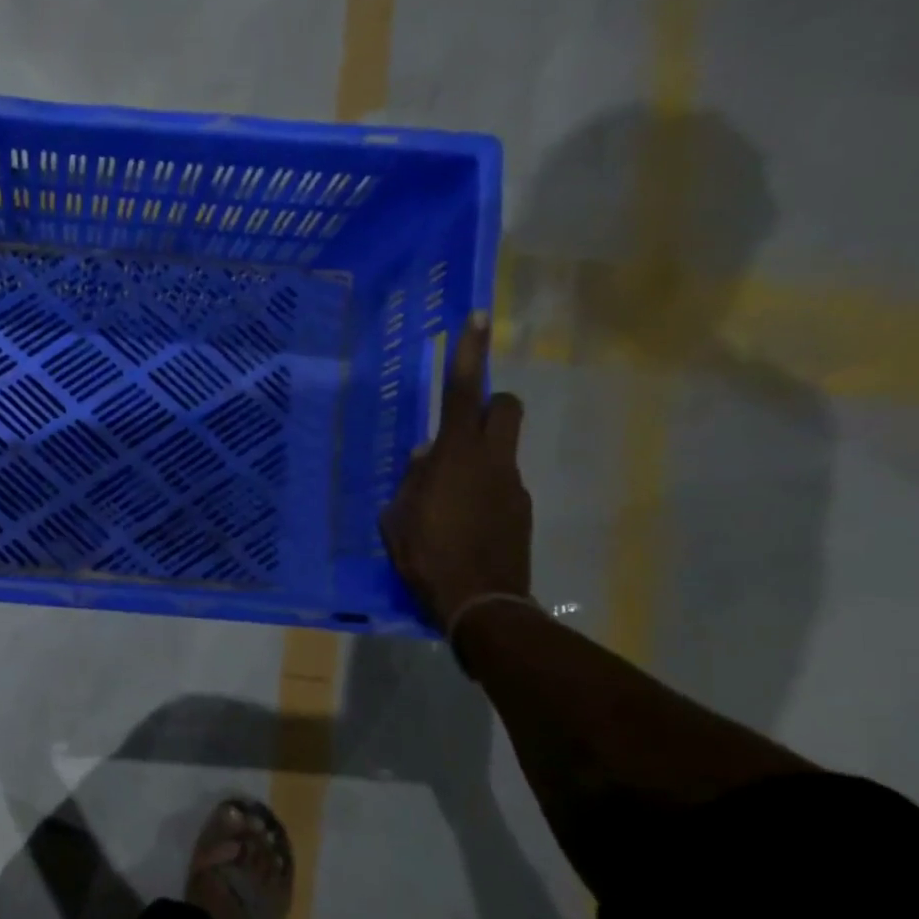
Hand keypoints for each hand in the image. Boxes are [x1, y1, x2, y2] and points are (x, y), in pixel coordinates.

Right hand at [378, 310, 531, 629]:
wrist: (481, 602)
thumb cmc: (426, 556)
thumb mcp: (398, 518)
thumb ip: (412, 481)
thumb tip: (425, 457)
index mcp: (454, 458)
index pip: (462, 393)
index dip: (469, 353)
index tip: (477, 316)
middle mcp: (490, 462)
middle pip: (503, 407)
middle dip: (488, 404)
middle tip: (460, 427)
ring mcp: (512, 486)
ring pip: (500, 450)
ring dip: (477, 458)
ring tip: (445, 501)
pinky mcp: (520, 511)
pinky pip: (500, 485)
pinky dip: (482, 492)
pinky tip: (461, 526)